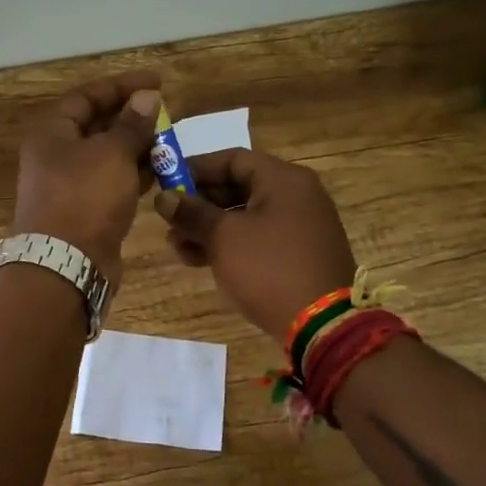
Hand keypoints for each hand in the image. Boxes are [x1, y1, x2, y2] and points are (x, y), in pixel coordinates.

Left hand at [13, 72, 161, 283]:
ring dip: (136, 148)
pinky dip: (134, 176)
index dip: (121, 86)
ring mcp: (70, 188)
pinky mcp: (85, 213)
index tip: (157, 82)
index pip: (86, 97)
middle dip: (131, 118)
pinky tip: (161, 172)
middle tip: (166, 114)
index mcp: (52, 135)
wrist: (65, 266)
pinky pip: (112, 184)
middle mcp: (56, 158)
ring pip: (106, 158)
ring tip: (170, 142)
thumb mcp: (111, 154)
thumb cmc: (84, 199)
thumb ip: (132, 125)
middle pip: (96, 127)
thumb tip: (146, 97)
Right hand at [155, 149, 356, 343]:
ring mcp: (300, 226)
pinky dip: (230, 244)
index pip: (232, 159)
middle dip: (199, 204)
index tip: (166, 184)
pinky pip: (257, 238)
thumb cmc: (268, 268)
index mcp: (284, 179)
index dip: (195, 169)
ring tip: (177, 247)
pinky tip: (199, 260)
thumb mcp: (223, 237)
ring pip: (244, 216)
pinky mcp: (298, 254)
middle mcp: (296, 195)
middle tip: (168, 221)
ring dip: (209, 228)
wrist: (321, 325)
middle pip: (238, 187)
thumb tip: (163, 198)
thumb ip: (192, 212)